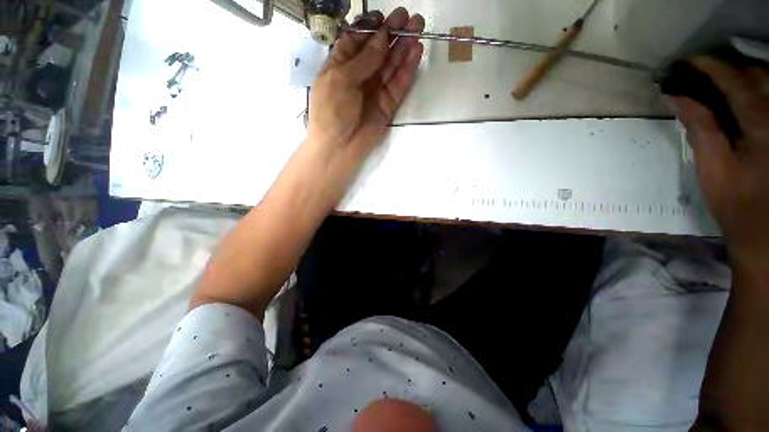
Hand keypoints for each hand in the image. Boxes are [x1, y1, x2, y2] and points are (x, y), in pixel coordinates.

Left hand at [306, 7, 424, 170]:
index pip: (357, 41)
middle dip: (392, 33)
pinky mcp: (387, 105)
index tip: (382, 16)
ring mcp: (375, 90)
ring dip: (404, 47)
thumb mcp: (341, 79)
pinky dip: (407, 69)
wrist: (340, 147)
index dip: (369, 28)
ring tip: (418, 27)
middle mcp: (360, 76)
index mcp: (341, 66)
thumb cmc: (332, 111)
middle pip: (378, 50)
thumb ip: (364, 59)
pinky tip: (416, 52)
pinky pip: (399, 84)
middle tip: (409, 17)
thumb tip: (382, 36)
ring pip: (391, 65)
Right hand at [667, 57, 768, 269]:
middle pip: (755, 76)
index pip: (733, 81)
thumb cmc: (736, 203)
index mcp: (760, 123)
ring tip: (720, 80)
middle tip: (701, 72)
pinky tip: (741, 96)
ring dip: (743, 76)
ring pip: (768, 85)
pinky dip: (756, 91)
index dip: (709, 67)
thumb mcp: (713, 166)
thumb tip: (678, 98)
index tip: (686, 62)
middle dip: (727, 68)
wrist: (765, 233)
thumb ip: (700, 127)